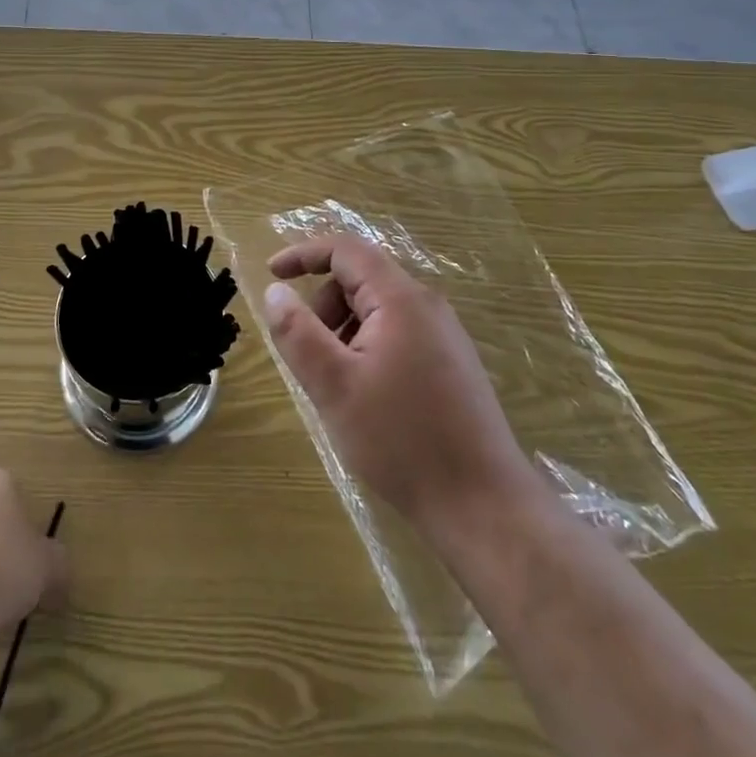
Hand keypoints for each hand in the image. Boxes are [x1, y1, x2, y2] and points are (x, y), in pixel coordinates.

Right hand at [264, 237, 538, 545]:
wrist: (484, 506)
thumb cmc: (402, 440)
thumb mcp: (334, 386)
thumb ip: (298, 333)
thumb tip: (275, 292)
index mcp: (401, 299)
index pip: (346, 250)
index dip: (304, 254)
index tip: (271, 273)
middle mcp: (427, 306)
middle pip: (362, 278)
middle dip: (323, 304)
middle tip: (307, 353)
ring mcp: (445, 335)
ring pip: (378, 309)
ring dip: (344, 329)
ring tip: (335, 382)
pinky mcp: (451, 363)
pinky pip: (397, 333)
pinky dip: (367, 347)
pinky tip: (365, 395)